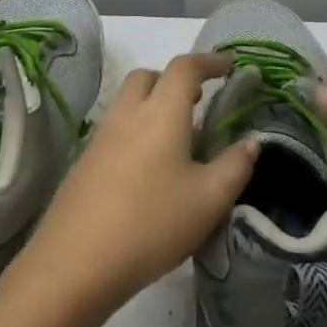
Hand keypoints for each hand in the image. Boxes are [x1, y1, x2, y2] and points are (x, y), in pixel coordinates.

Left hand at [19, 52, 258, 316]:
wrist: (75, 265)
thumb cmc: (152, 224)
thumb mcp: (209, 199)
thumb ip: (236, 165)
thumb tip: (251, 141)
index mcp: (161, 113)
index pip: (185, 68)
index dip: (210, 61)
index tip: (229, 66)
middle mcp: (127, 115)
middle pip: (148, 77)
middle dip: (174, 80)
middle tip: (199, 102)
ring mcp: (99, 139)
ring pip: (128, 103)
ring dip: (154, 106)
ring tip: (179, 141)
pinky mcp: (83, 165)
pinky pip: (115, 131)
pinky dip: (137, 133)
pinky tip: (149, 172)